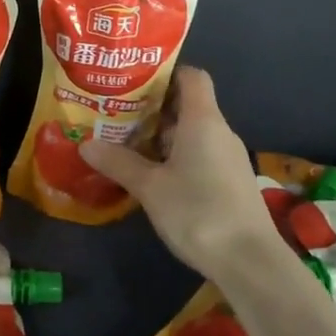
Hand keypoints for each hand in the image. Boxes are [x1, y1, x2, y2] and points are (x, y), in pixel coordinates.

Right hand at [80, 67, 284, 281]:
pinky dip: (177, 156)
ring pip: (192, 132)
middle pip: (188, 104)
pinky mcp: (231, 182)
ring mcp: (229, 158)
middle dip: (153, 108)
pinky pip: (201, 155)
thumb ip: (118, 162)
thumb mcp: (149, 187)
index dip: (165, 73)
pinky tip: (154, 175)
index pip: (191, 76)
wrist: (250, 262)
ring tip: (127, 143)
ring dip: (162, 136)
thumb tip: (85, 144)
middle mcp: (219, 131)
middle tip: (117, 114)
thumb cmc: (198, 211)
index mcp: (202, 119)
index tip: (134, 82)